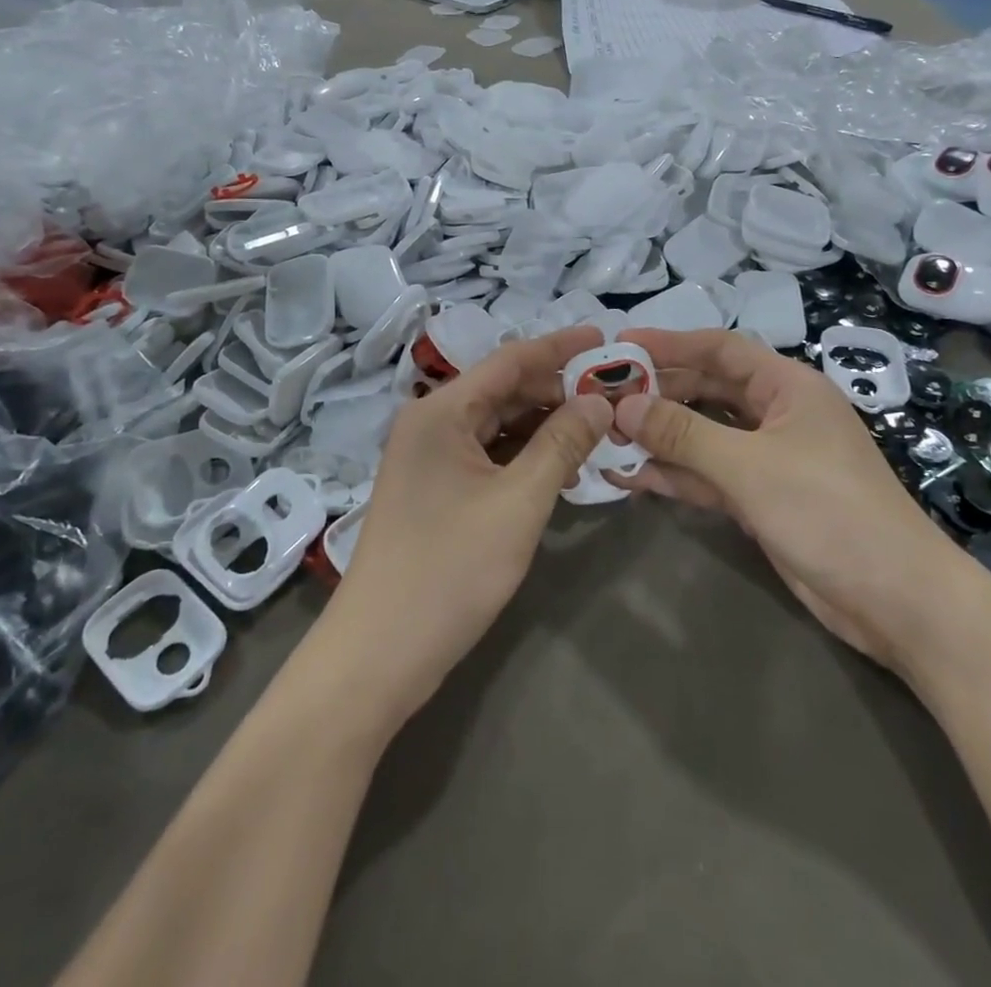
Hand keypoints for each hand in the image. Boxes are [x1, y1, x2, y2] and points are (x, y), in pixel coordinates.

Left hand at [326, 326, 611, 723]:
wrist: (377, 654)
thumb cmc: (449, 570)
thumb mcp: (518, 503)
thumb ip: (562, 445)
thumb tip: (600, 401)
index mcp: (441, 411)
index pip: (510, 360)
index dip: (559, 347)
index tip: (605, 337)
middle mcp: (430, 423)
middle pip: (503, 389)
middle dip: (556, 389)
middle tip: (613, 395)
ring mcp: (429, 457)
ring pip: (496, 423)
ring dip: (543, 423)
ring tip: (597, 427)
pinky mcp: (434, 489)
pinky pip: (486, 453)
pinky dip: (523, 453)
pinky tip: (560, 462)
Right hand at [610, 327, 977, 669]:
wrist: (895, 599)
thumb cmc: (828, 509)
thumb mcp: (749, 465)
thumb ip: (683, 433)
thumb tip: (624, 405)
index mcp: (787, 387)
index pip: (719, 349)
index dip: (669, 343)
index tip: (620, 345)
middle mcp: (777, 414)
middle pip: (707, 391)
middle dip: (657, 393)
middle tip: (602, 398)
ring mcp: (769, 458)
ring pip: (704, 435)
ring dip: (660, 436)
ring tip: (605, 437)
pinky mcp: (762, 498)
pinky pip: (709, 475)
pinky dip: (675, 474)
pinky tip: (632, 477)